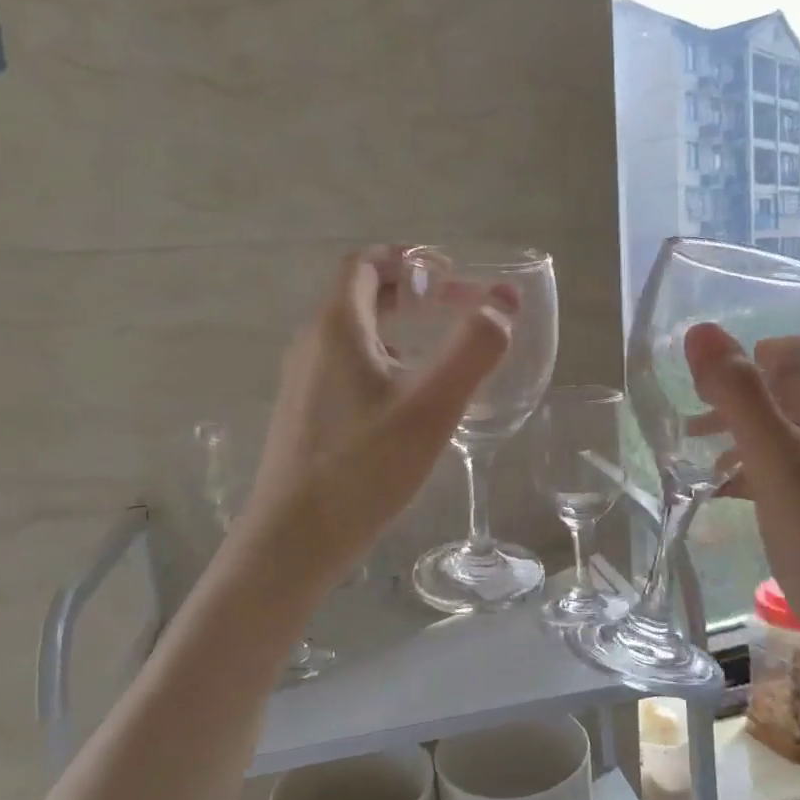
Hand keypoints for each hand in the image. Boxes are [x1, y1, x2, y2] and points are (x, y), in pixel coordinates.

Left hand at [235, 247, 512, 586]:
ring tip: (442, 351)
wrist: (294, 540)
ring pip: (354, 335)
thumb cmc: (364, 466)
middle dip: (411, 293)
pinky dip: (384, 361)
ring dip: (399, 328)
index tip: (450, 274)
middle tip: (457, 307)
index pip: (365, 263)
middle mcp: (312, 344)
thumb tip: (504, 301)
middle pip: (360, 295)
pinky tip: (411, 401)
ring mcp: (304, 382)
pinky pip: (348, 368)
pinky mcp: (307, 415)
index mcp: (336, 327)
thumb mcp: (433, 405)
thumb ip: (474, 348)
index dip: (409, 258)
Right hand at [683, 324, 799, 647]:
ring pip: (799, 436)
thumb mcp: (772, 458)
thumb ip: (737, 394)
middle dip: (756, 392)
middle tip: (707, 403)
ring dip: (751, 431)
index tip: (742, 361)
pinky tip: (722, 489)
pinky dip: (759, 468)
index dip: (788, 349)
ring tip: (700, 446)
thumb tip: (701, 332)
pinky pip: (796, 473)